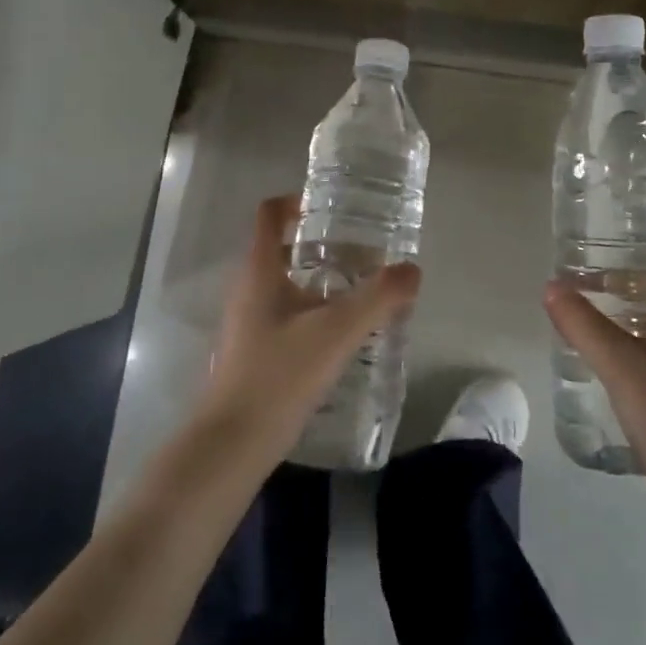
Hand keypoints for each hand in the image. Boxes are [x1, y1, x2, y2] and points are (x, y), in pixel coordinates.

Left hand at [202, 194, 420, 458]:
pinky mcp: (254, 350)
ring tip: (360, 291)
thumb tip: (412, 269)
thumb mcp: (337, 331)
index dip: (297, 201)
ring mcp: (248, 321)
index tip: (332, 207)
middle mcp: (248, 288)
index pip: (270, 215)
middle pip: (282, 248)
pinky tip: (341, 334)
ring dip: (319, 280)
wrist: (233, 443)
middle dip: (321, 244)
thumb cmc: (280, 374)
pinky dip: (312, 310)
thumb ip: (378, 297)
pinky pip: (285, 313)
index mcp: (260, 270)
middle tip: (363, 252)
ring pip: (285, 283)